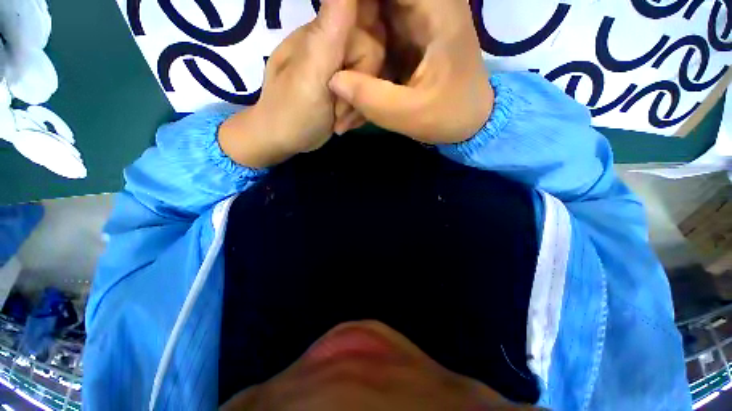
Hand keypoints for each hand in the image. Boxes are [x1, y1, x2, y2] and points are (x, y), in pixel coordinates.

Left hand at [219, 0, 384, 168]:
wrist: (285, 138)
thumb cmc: (293, 111)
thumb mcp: (310, 73)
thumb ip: (329, 30)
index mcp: (325, 34)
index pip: (369, 34)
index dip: (368, 60)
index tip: (351, 85)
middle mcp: (337, 45)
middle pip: (376, 59)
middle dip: (361, 93)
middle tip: (339, 111)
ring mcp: (342, 68)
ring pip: (373, 81)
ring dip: (359, 108)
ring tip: (339, 122)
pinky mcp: (346, 88)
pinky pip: (366, 95)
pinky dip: (358, 113)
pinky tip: (343, 123)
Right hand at [329, 0, 493, 143]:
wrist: (470, 121)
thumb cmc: (447, 116)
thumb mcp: (408, 114)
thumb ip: (370, 98)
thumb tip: (333, 80)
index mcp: (436, 9)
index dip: (354, 3)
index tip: (333, 18)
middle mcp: (428, 3)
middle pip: (376, 0)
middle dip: (351, 17)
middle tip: (333, 45)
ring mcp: (420, 18)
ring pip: (376, 10)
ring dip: (355, 29)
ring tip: (339, 57)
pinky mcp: (412, 35)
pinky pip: (380, 27)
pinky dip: (364, 41)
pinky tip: (353, 62)